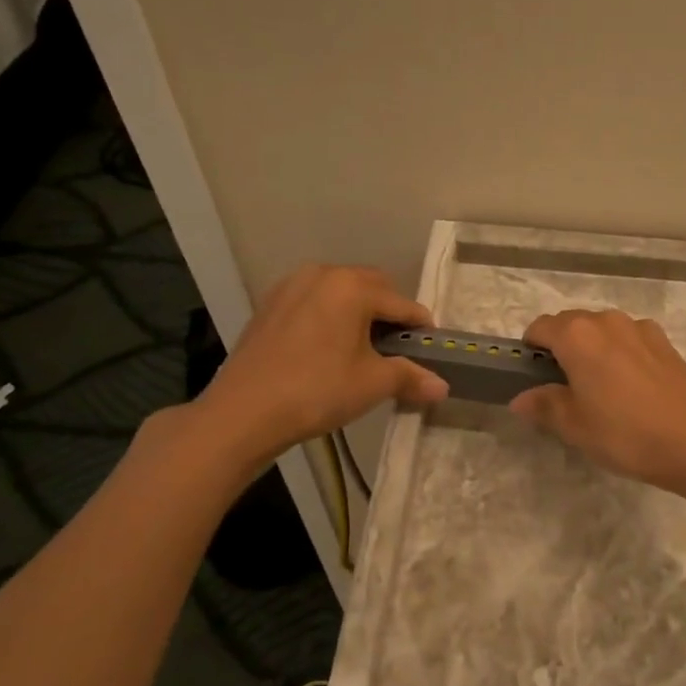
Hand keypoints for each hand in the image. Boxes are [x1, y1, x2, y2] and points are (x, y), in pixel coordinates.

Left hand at [191, 265, 447, 465]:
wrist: (243, 412)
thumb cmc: (317, 391)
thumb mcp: (372, 384)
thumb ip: (410, 377)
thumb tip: (442, 387)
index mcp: (353, 286)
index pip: (402, 304)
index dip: (420, 328)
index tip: (430, 350)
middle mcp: (323, 274)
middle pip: (371, 287)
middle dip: (389, 313)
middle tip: (395, 348)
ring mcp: (291, 286)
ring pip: (340, 291)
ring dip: (358, 312)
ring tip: (361, 347)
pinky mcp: (270, 304)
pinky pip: (313, 301)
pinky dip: (329, 316)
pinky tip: (326, 348)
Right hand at [510, 309, 685, 495]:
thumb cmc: (624, 434)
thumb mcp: (574, 427)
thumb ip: (543, 406)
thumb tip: (520, 398)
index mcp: (577, 336)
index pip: (540, 328)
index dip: (531, 349)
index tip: (533, 376)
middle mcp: (607, 320)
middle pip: (571, 324)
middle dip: (561, 347)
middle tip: (564, 388)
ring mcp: (640, 328)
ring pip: (602, 330)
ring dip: (593, 348)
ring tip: (600, 387)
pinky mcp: (664, 341)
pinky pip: (629, 338)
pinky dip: (621, 352)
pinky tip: (631, 385)